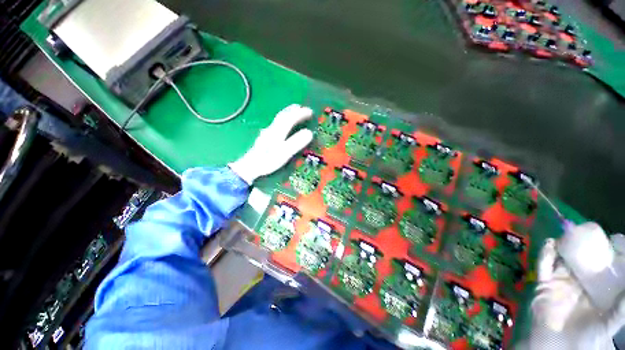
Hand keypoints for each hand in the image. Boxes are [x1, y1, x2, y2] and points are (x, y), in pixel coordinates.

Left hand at [229, 104, 313, 184]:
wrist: (250, 167)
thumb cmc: (268, 160)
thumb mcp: (284, 153)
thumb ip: (296, 142)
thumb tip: (309, 133)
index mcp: (277, 131)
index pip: (290, 118)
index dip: (300, 114)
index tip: (310, 112)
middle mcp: (272, 129)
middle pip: (283, 115)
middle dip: (293, 110)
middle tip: (303, 108)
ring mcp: (267, 132)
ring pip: (278, 119)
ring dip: (288, 113)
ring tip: (295, 112)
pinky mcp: (265, 137)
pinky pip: (276, 124)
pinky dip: (283, 119)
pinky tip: (283, 124)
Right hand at [528, 223, 624, 349]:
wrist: (558, 345)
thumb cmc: (589, 335)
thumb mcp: (610, 321)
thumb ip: (621, 306)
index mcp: (597, 287)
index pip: (602, 265)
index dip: (606, 251)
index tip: (611, 239)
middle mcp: (580, 280)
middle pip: (581, 258)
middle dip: (583, 244)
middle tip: (585, 231)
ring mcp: (561, 281)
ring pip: (561, 258)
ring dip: (564, 245)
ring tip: (568, 233)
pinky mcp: (544, 282)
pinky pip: (544, 264)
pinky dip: (546, 252)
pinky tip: (551, 243)